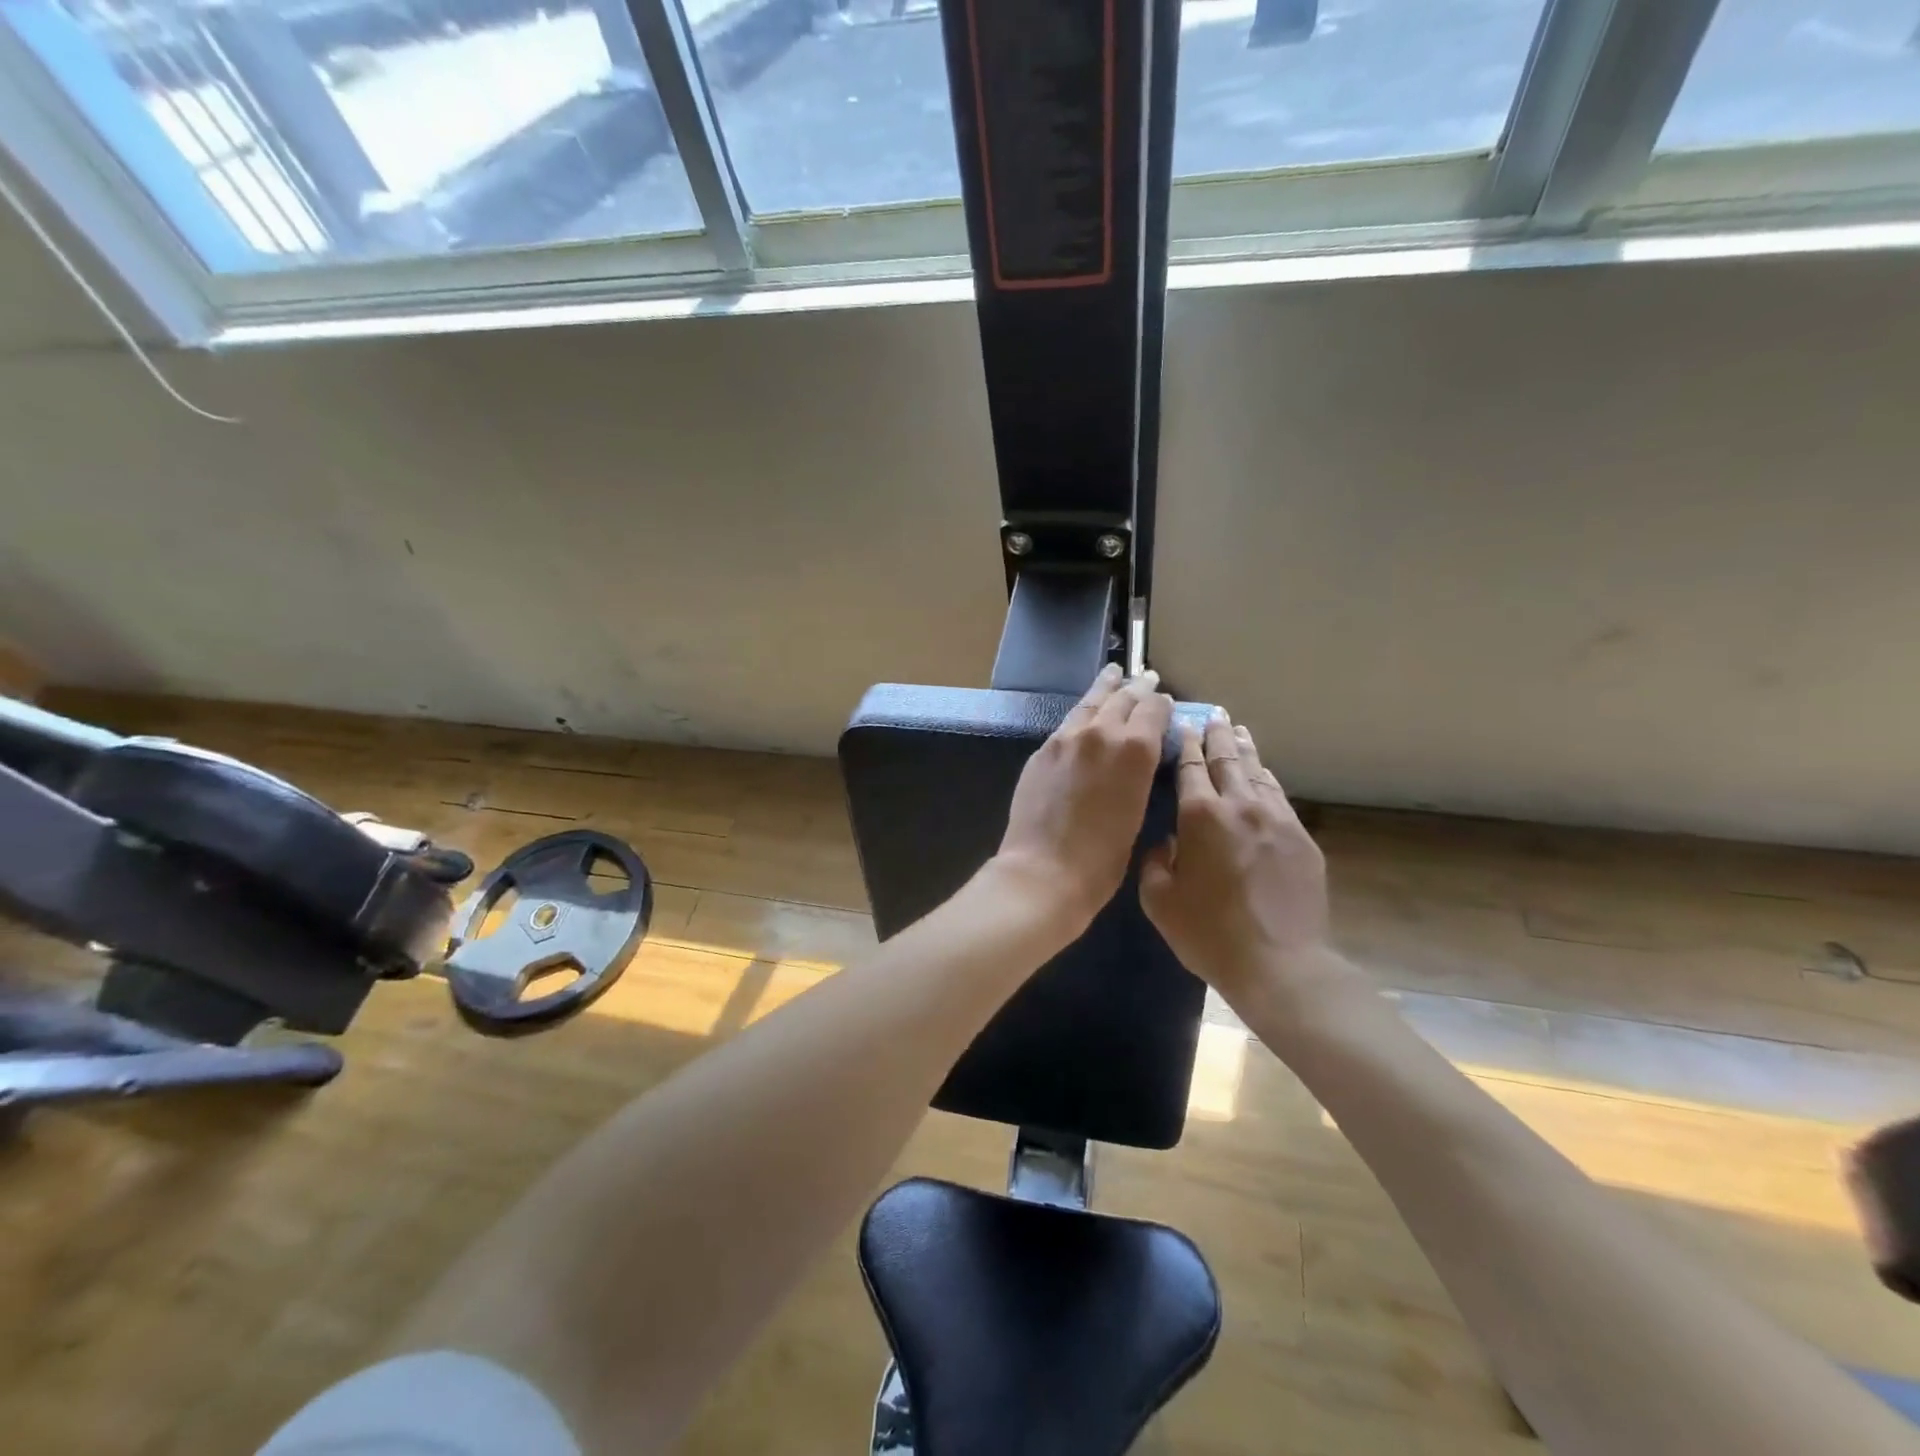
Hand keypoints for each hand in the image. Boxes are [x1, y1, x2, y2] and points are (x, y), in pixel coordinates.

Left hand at [994, 663, 1174, 933]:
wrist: (1044, 870)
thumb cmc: (1102, 858)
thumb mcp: (1137, 813)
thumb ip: (1139, 775)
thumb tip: (1140, 757)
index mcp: (1135, 749)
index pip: (1153, 710)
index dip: (1161, 704)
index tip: (1165, 701)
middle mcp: (1101, 732)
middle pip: (1122, 699)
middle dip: (1137, 688)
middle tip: (1145, 677)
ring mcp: (1066, 738)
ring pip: (1090, 703)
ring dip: (1106, 688)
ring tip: (1113, 673)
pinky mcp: (1043, 751)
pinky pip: (1068, 722)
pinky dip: (1082, 712)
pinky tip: (1084, 713)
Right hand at [1139, 710, 1333, 1008]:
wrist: (1279, 965)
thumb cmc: (1208, 933)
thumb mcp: (1159, 901)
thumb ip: (1155, 862)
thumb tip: (1165, 843)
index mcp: (1200, 816)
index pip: (1190, 766)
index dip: (1185, 742)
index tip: (1183, 723)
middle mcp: (1240, 805)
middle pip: (1228, 758)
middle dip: (1218, 734)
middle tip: (1214, 714)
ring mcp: (1276, 820)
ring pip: (1258, 772)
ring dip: (1245, 750)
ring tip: (1238, 733)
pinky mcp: (1301, 839)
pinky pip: (1279, 797)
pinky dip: (1266, 779)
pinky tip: (1263, 775)